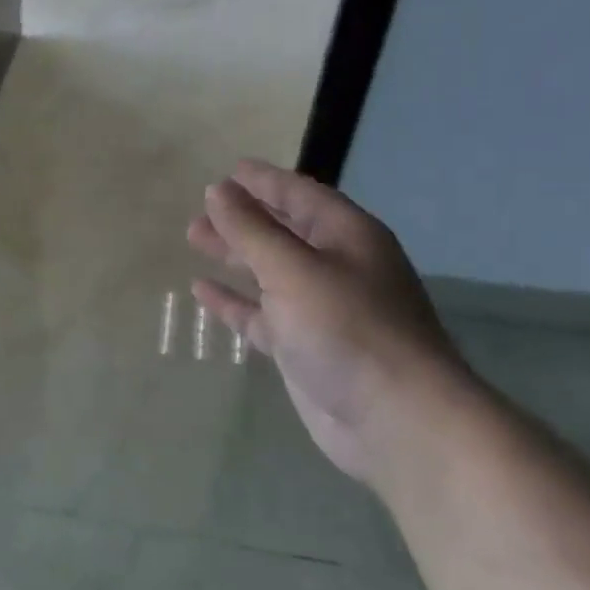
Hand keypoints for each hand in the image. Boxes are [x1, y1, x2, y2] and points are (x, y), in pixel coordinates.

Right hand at [188, 159, 475, 491]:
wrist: (394, 418)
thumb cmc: (347, 328)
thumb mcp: (293, 269)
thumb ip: (251, 230)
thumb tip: (217, 190)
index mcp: (346, 236)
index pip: (300, 194)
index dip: (264, 181)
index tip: (228, 171)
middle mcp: (336, 266)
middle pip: (283, 230)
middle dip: (243, 218)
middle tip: (200, 210)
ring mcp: (321, 309)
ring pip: (269, 271)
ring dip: (235, 255)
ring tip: (195, 239)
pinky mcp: (305, 346)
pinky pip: (262, 314)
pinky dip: (235, 301)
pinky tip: (203, 291)